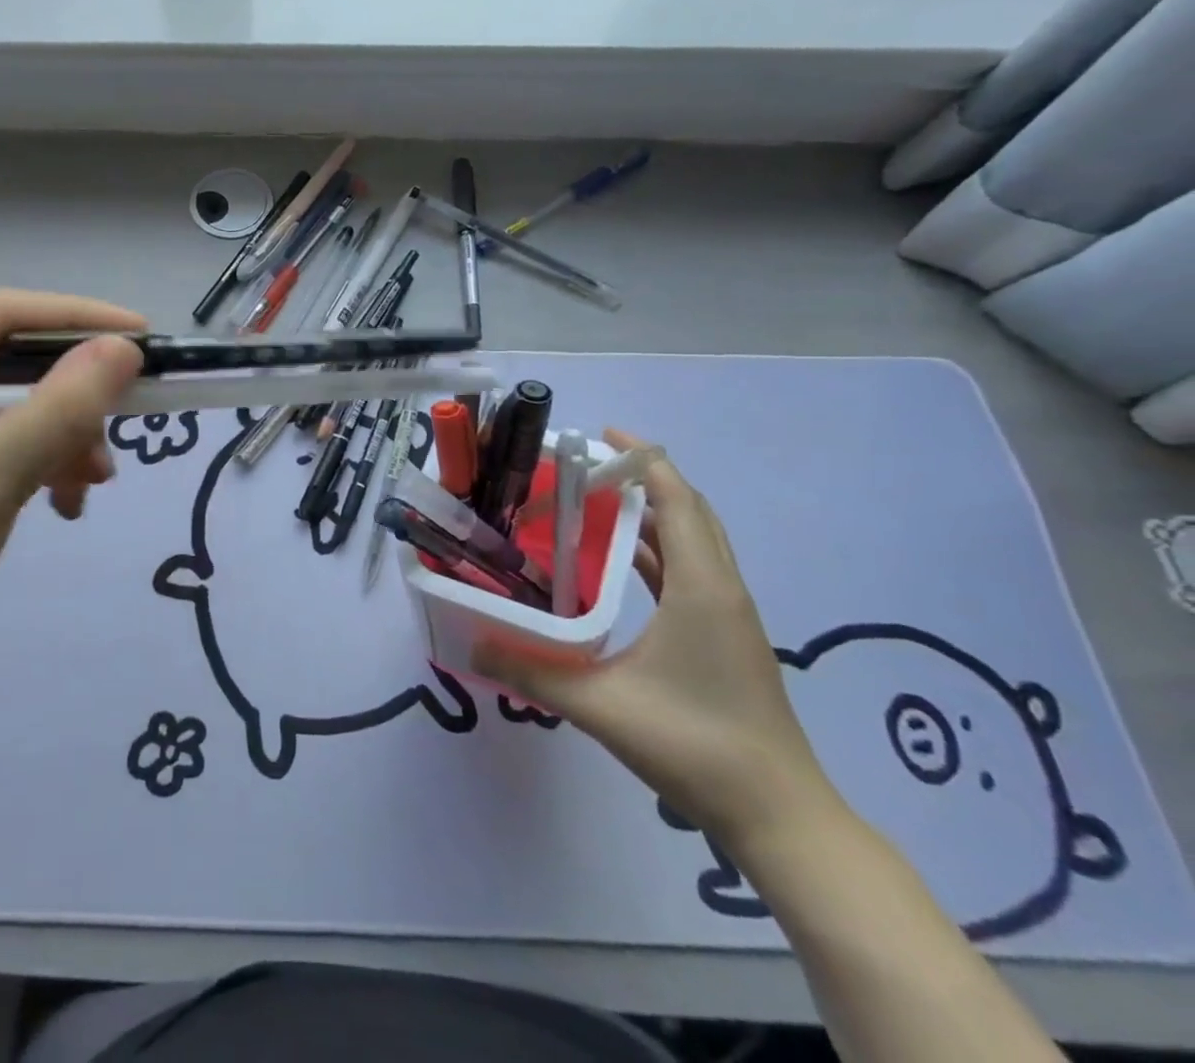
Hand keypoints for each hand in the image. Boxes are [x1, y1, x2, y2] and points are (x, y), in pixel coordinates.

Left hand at [0, 290, 145, 728]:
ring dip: (53, 438)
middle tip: (121, 427)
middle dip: (66, 398)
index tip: (144, 337)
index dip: (77, 319)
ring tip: (90, 485)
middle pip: (0, 360)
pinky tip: (59, 503)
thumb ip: (61, 407)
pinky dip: (26, 466)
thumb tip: (124, 348)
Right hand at [475, 431, 841, 853]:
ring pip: (691, 541)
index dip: (643, 458)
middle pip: (688, 510)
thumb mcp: (601, 706)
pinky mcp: (726, 636)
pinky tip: (616, 566)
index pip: (677, 498)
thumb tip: (473, 645)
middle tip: (586, 469)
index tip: (600, 435)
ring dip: (649, 515)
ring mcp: (729, 614)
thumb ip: (533, 672)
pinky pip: (689, 571)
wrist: (780, 817)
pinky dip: (655, 552)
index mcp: (701, 587)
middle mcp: (721, 588)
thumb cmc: (695, 745)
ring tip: (593, 505)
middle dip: (643, 478)